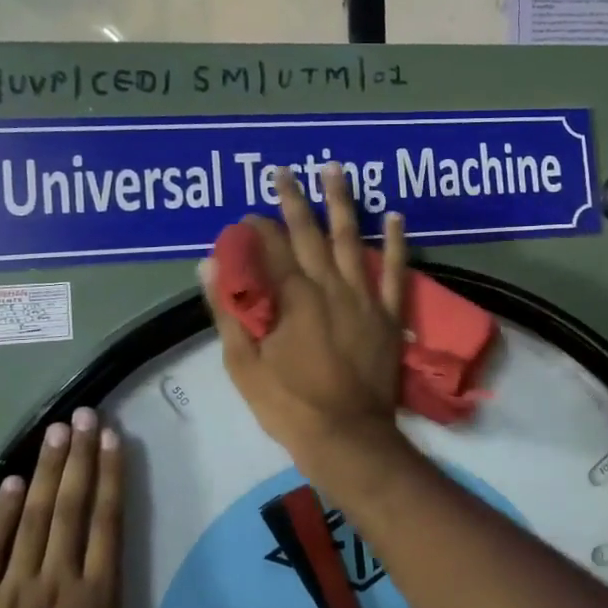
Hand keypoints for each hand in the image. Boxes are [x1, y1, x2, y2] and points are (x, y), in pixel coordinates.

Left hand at [0, 409, 243, 607]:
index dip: (110, 477)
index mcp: (96, 596)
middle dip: (79, 458)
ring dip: (44, 473)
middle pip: (70, 508)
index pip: (106, 523)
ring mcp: (13, 589)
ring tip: (53, 431)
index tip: (111, 436)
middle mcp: (56, 580)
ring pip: (32, 519)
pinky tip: (8, 483)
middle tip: (83, 414)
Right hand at [201, 164, 408, 475]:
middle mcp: (329, 287)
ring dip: (342, 204)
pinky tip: (394, 215)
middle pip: (309, 234)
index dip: (256, 228)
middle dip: (294, 201)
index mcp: (292, 298)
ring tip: (335, 170)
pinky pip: (396, 272)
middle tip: (284, 172)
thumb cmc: (289, 405)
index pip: (270, 249)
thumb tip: (210, 264)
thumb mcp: (245, 364)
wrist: (348, 437)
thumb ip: (229, 310)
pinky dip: (396, 243)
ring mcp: (364, 298)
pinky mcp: (389, 314)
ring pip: (352, 240)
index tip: (247, 214)